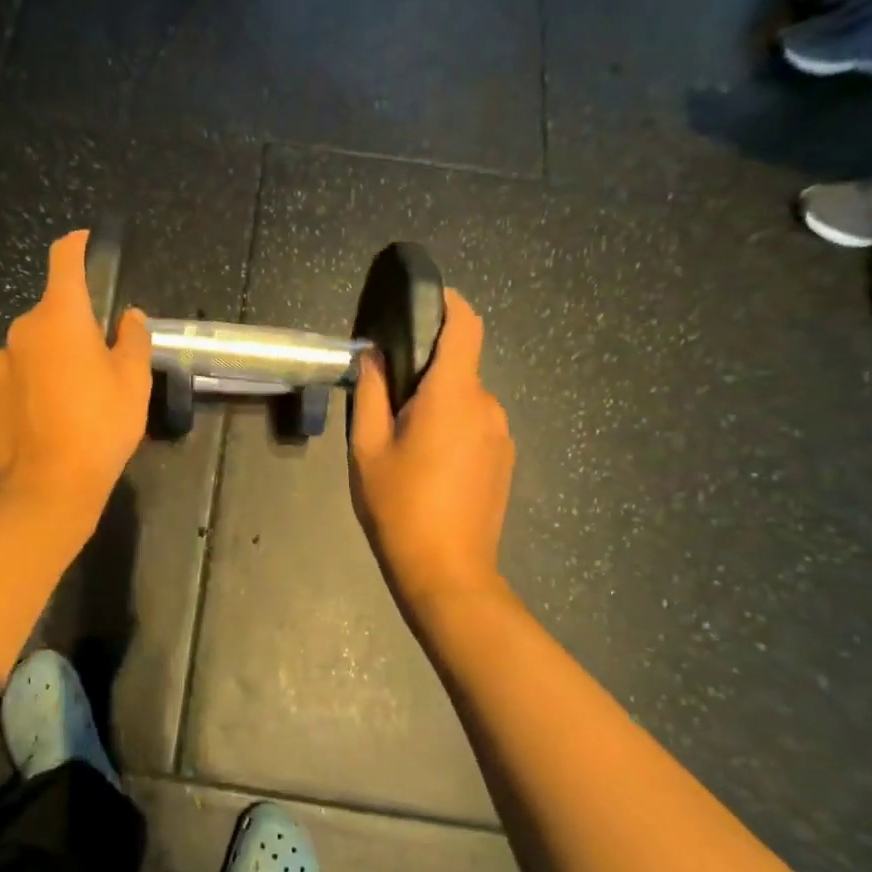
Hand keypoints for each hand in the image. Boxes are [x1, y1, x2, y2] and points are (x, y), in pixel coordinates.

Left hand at [0, 231, 151, 520]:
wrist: (47, 488)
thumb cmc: (99, 425)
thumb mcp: (132, 380)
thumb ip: (132, 339)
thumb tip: (127, 316)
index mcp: (59, 317)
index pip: (63, 261)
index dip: (76, 245)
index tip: (86, 241)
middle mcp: (23, 330)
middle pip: (53, 310)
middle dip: (77, 321)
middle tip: (106, 353)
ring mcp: (1, 363)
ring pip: (36, 344)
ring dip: (57, 353)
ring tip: (81, 390)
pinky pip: (21, 372)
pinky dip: (39, 379)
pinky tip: (57, 412)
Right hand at [349, 289, 515, 621]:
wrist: (448, 573)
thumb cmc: (400, 506)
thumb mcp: (367, 447)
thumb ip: (371, 392)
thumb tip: (373, 355)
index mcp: (452, 395)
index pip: (466, 327)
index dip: (450, 303)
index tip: (426, 299)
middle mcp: (486, 405)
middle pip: (459, 366)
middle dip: (425, 369)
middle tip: (387, 394)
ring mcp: (501, 434)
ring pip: (465, 397)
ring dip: (438, 402)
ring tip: (404, 437)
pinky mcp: (505, 459)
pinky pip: (476, 423)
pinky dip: (452, 425)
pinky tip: (428, 462)